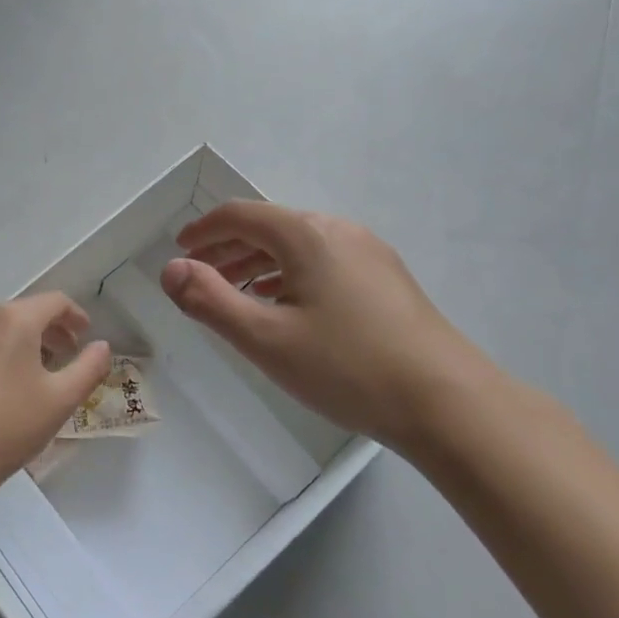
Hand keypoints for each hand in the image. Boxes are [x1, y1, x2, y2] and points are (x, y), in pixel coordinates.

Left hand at [0, 293, 113, 497]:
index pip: (53, 302)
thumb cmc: (7, 427)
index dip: (74, 315)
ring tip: (28, 373)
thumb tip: (102, 346)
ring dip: (16, 341)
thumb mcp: (60, 400)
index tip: (84, 336)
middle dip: (46, 330)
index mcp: (12, 319)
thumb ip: (89, 367)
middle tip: (62, 356)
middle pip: (21, 312)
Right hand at [160, 203, 501, 455]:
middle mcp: (337, 230)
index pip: (240, 215)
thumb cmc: (347, 367)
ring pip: (298, 245)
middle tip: (199, 275)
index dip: (203, 230)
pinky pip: (323, 261)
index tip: (179, 250)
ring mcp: (368, 252)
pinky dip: (290, 275)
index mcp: (306, 234)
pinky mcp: (386, 278)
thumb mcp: (266, 338)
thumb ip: (210, 300)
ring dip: (259, 263)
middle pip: (270, 227)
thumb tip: (170, 269)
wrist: (448, 402)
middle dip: (228, 248)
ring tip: (235, 294)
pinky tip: (286, 307)